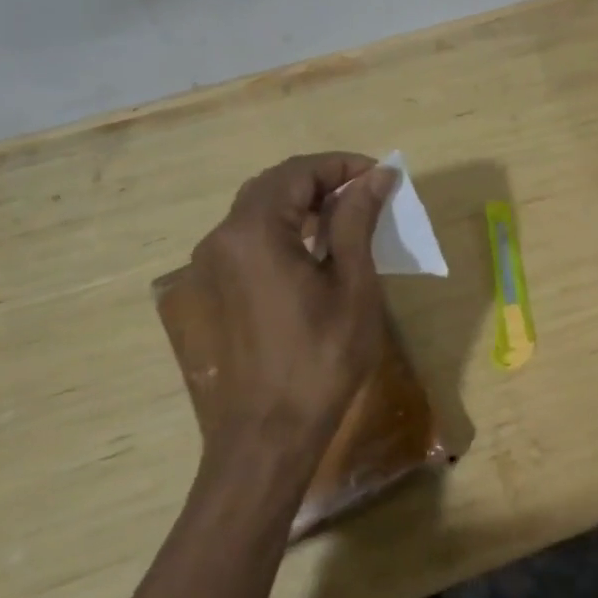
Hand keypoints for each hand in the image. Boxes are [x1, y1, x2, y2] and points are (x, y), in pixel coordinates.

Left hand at [185, 153, 395, 463]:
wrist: (269, 431)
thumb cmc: (321, 358)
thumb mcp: (352, 284)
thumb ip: (358, 220)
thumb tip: (377, 176)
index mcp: (256, 230)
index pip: (299, 172)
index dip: (343, 165)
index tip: (382, 175)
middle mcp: (224, 237)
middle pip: (275, 184)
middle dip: (323, 179)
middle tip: (369, 192)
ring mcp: (214, 263)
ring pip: (260, 207)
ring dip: (304, 202)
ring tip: (349, 214)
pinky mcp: (217, 285)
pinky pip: (251, 235)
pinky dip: (286, 226)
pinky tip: (317, 244)